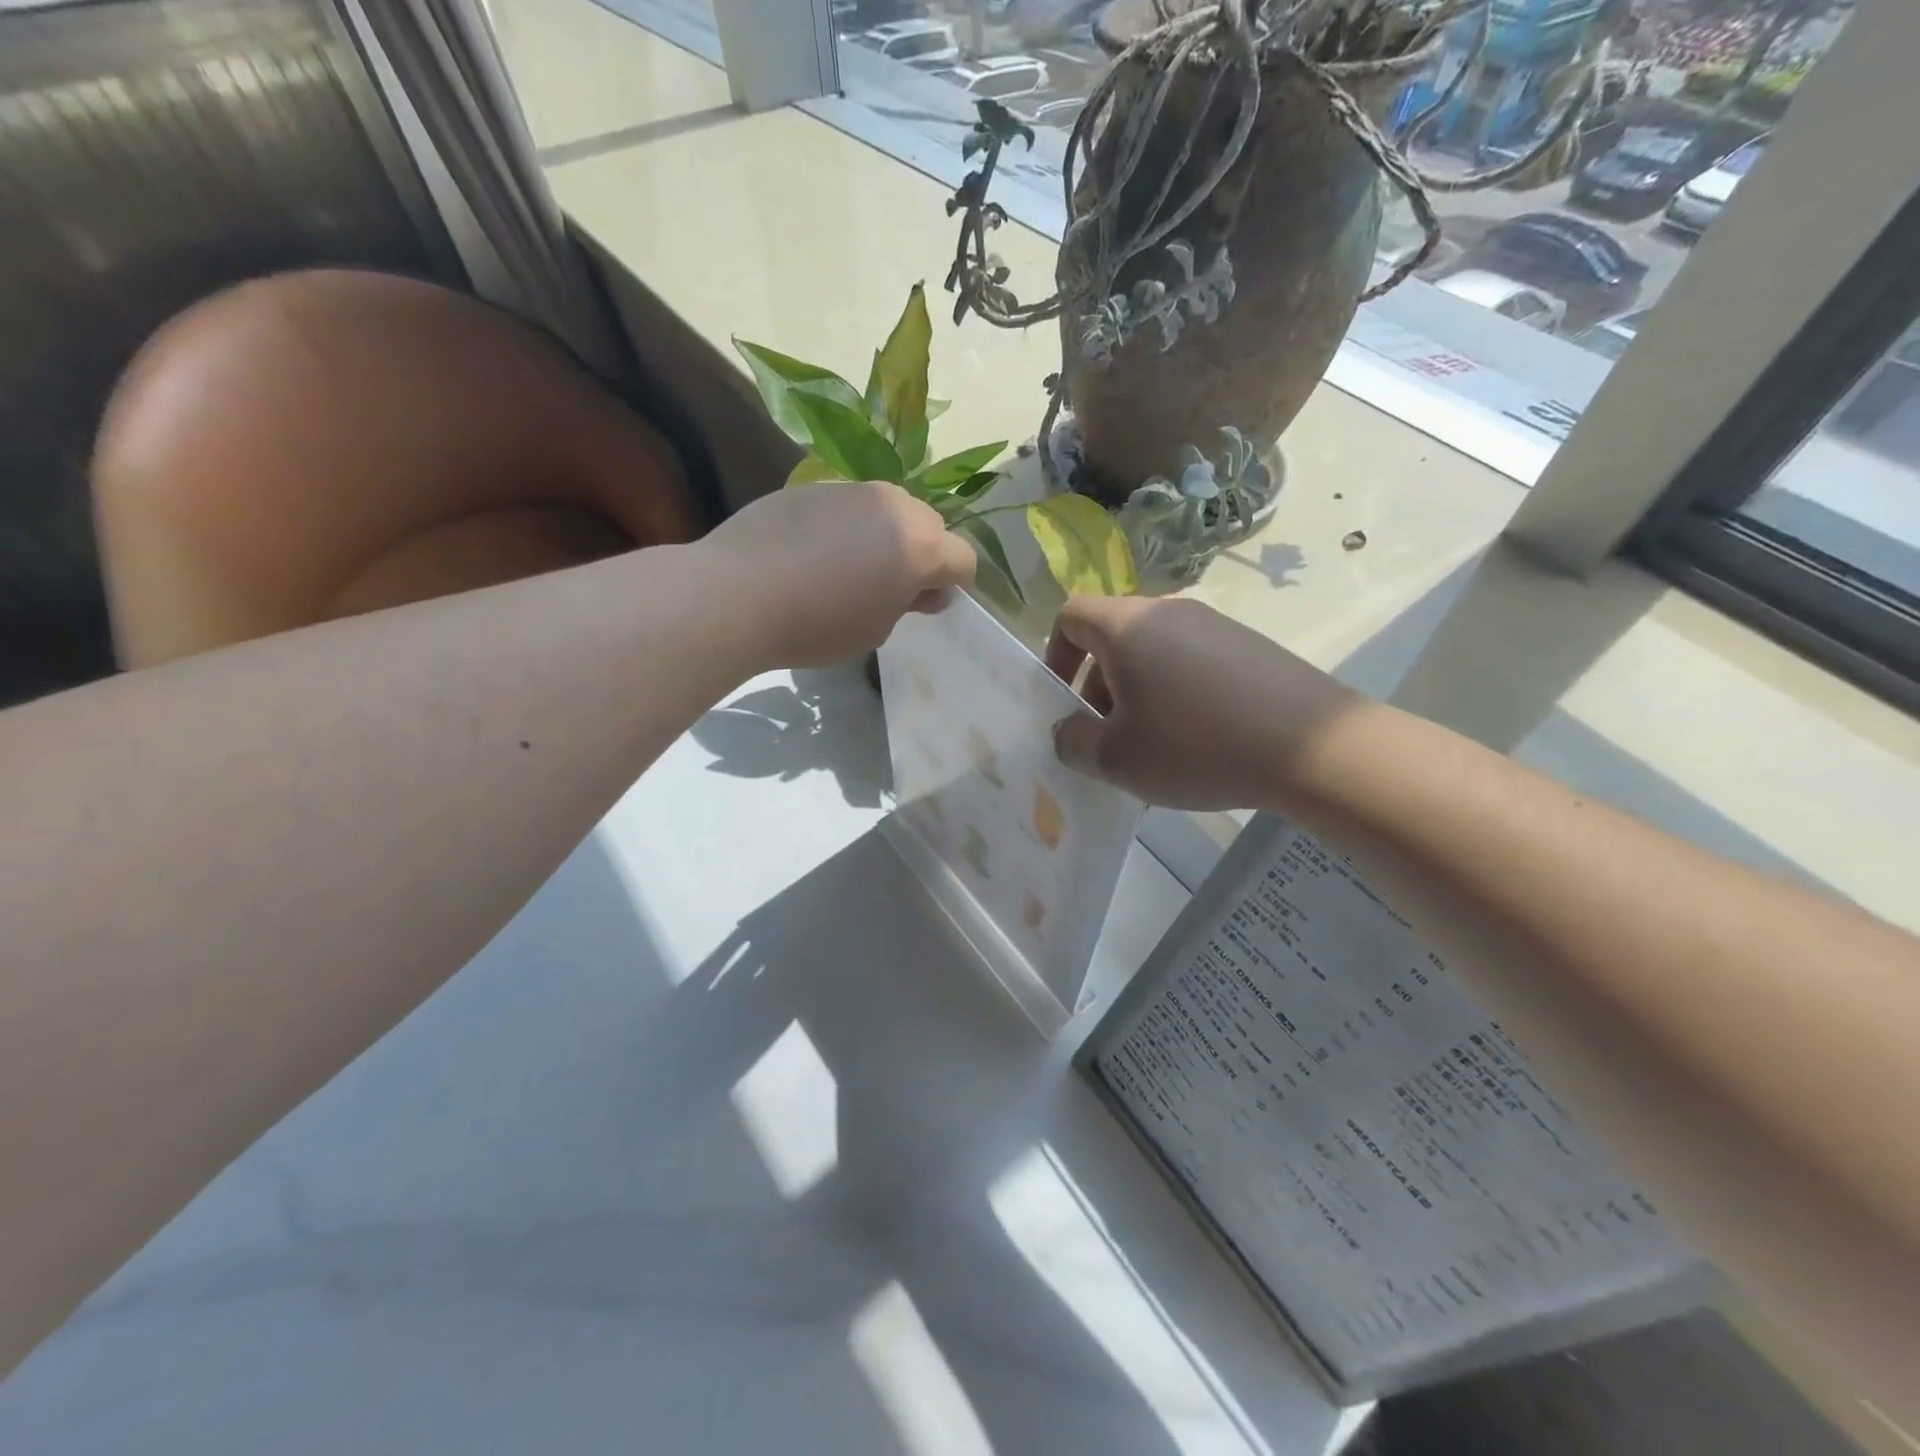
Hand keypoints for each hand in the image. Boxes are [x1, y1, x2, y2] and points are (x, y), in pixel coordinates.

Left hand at [698, 481, 975, 668]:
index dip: (951, 584)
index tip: (924, 604)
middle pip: (928, 526)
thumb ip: (907, 604)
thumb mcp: (875, 630)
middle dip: (920, 554)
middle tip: (887, 587)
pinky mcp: (812, 486)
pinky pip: (847, 506)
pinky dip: (844, 527)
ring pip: (887, 511)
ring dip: (883, 536)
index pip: (962, 559)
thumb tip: (922, 590)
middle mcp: (893, 506)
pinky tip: (810, 554)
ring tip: (846, 569)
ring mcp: (851, 489)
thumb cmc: (817, 625)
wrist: (737, 594)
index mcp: (920, 545)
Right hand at [1045, 596, 1362, 810]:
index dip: (1055, 654)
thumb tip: (1068, 731)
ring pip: (1154, 652)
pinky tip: (1197, 740)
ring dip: (1137, 693)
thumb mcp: (1117, 759)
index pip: (1071, 615)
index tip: (1062, 700)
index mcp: (1128, 626)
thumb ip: (1073, 743)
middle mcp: (1169, 612)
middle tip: (1106, 736)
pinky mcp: (1250, 646)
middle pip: (1113, 637)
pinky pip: (1192, 663)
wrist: (1311, 747)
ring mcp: (1215, 625)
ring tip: (1152, 746)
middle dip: (1097, 685)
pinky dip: (1176, 694)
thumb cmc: (1195, 746)